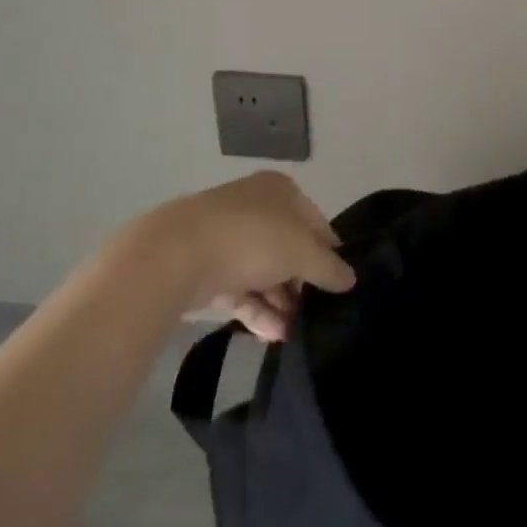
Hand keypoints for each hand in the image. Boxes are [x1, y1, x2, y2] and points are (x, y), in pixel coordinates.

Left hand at [138, 171, 354, 340]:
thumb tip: (350, 279)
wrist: (176, 254)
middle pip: (289, 249)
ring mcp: (228, 238)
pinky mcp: (205, 268)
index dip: (330, 253)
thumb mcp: (303, 252)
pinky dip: (257, 311)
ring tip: (295, 334)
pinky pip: (240, 290)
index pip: (317, 222)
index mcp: (281, 191)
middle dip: (302, 284)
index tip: (339, 285)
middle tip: (315, 314)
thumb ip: (329, 268)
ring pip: (264, 272)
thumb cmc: (252, 238)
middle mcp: (255, 208)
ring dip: (281, 303)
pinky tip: (274, 336)